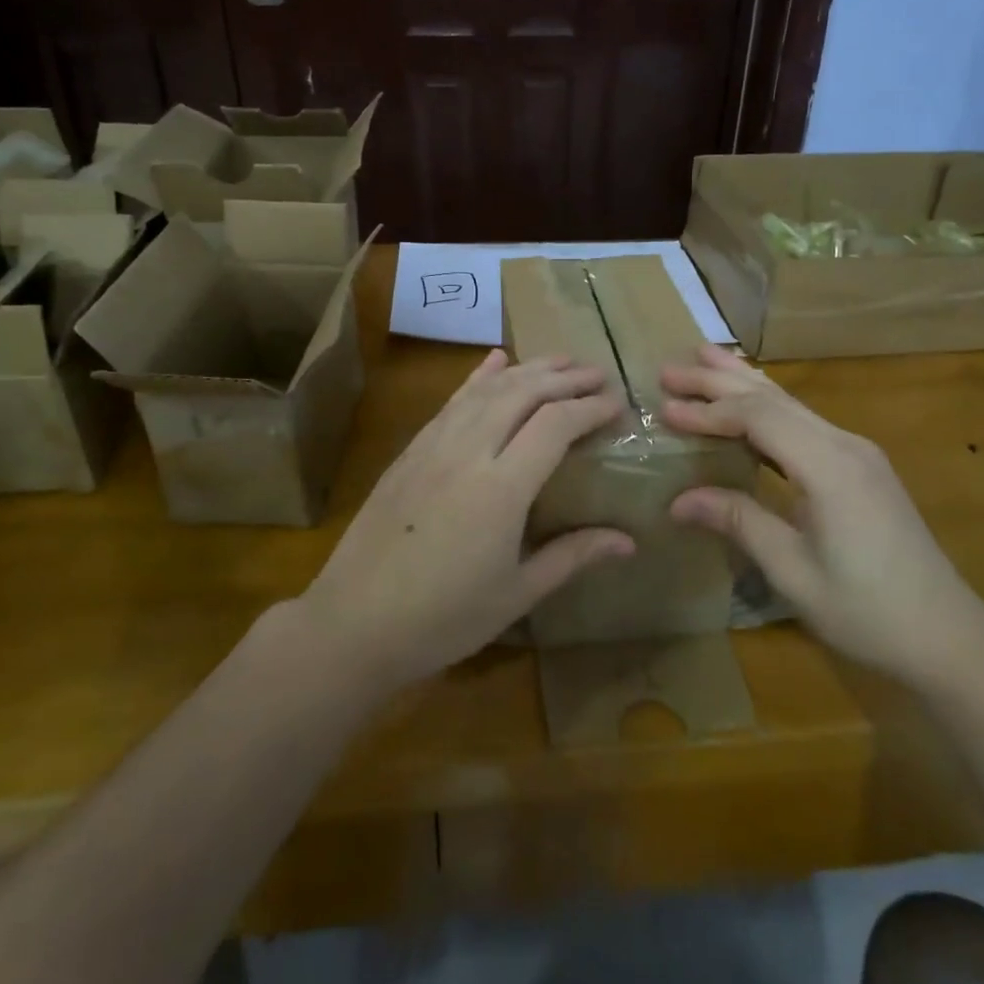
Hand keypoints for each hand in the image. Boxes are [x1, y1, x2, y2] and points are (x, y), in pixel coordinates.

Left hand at [299, 349, 633, 690]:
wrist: (354, 622)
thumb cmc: (444, 618)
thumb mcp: (517, 593)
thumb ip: (573, 556)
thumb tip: (629, 541)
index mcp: (501, 488)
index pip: (555, 424)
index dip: (590, 408)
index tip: (617, 404)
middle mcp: (468, 452)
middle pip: (523, 393)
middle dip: (565, 377)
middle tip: (598, 374)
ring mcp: (433, 446)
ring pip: (486, 389)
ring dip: (528, 369)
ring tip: (560, 361)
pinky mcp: (410, 450)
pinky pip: (452, 401)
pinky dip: (479, 377)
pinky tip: (494, 362)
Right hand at [660, 345, 983, 685]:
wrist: (948, 636)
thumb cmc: (868, 611)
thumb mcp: (793, 572)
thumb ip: (738, 522)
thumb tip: (678, 500)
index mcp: (829, 467)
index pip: (758, 418)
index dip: (708, 411)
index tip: (665, 409)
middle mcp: (845, 445)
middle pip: (773, 398)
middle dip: (719, 380)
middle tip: (669, 368)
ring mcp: (857, 452)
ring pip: (791, 403)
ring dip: (743, 382)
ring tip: (704, 358)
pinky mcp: (860, 466)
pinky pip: (804, 421)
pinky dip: (767, 405)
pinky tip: (750, 401)